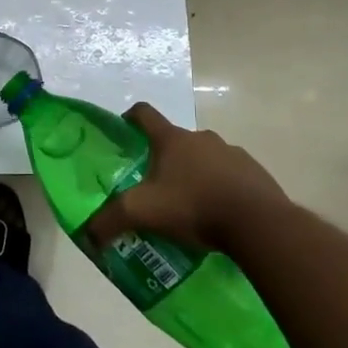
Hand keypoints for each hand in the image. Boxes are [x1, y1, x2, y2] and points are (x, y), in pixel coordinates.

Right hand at [84, 102, 285, 253]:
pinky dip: (224, 189)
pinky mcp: (256, 173)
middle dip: (166, 158)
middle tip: (157, 186)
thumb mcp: (143, 213)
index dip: (131, 118)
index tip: (125, 129)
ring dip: (197, 174)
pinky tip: (221, 216)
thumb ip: (111, 220)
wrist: (258, 223)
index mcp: (172, 139)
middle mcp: (202, 138)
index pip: (144, 113)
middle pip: (176, 140)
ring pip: (206, 158)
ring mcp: (232, 153)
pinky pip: (233, 176)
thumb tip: (88, 234)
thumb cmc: (194, 206)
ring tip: (192, 206)